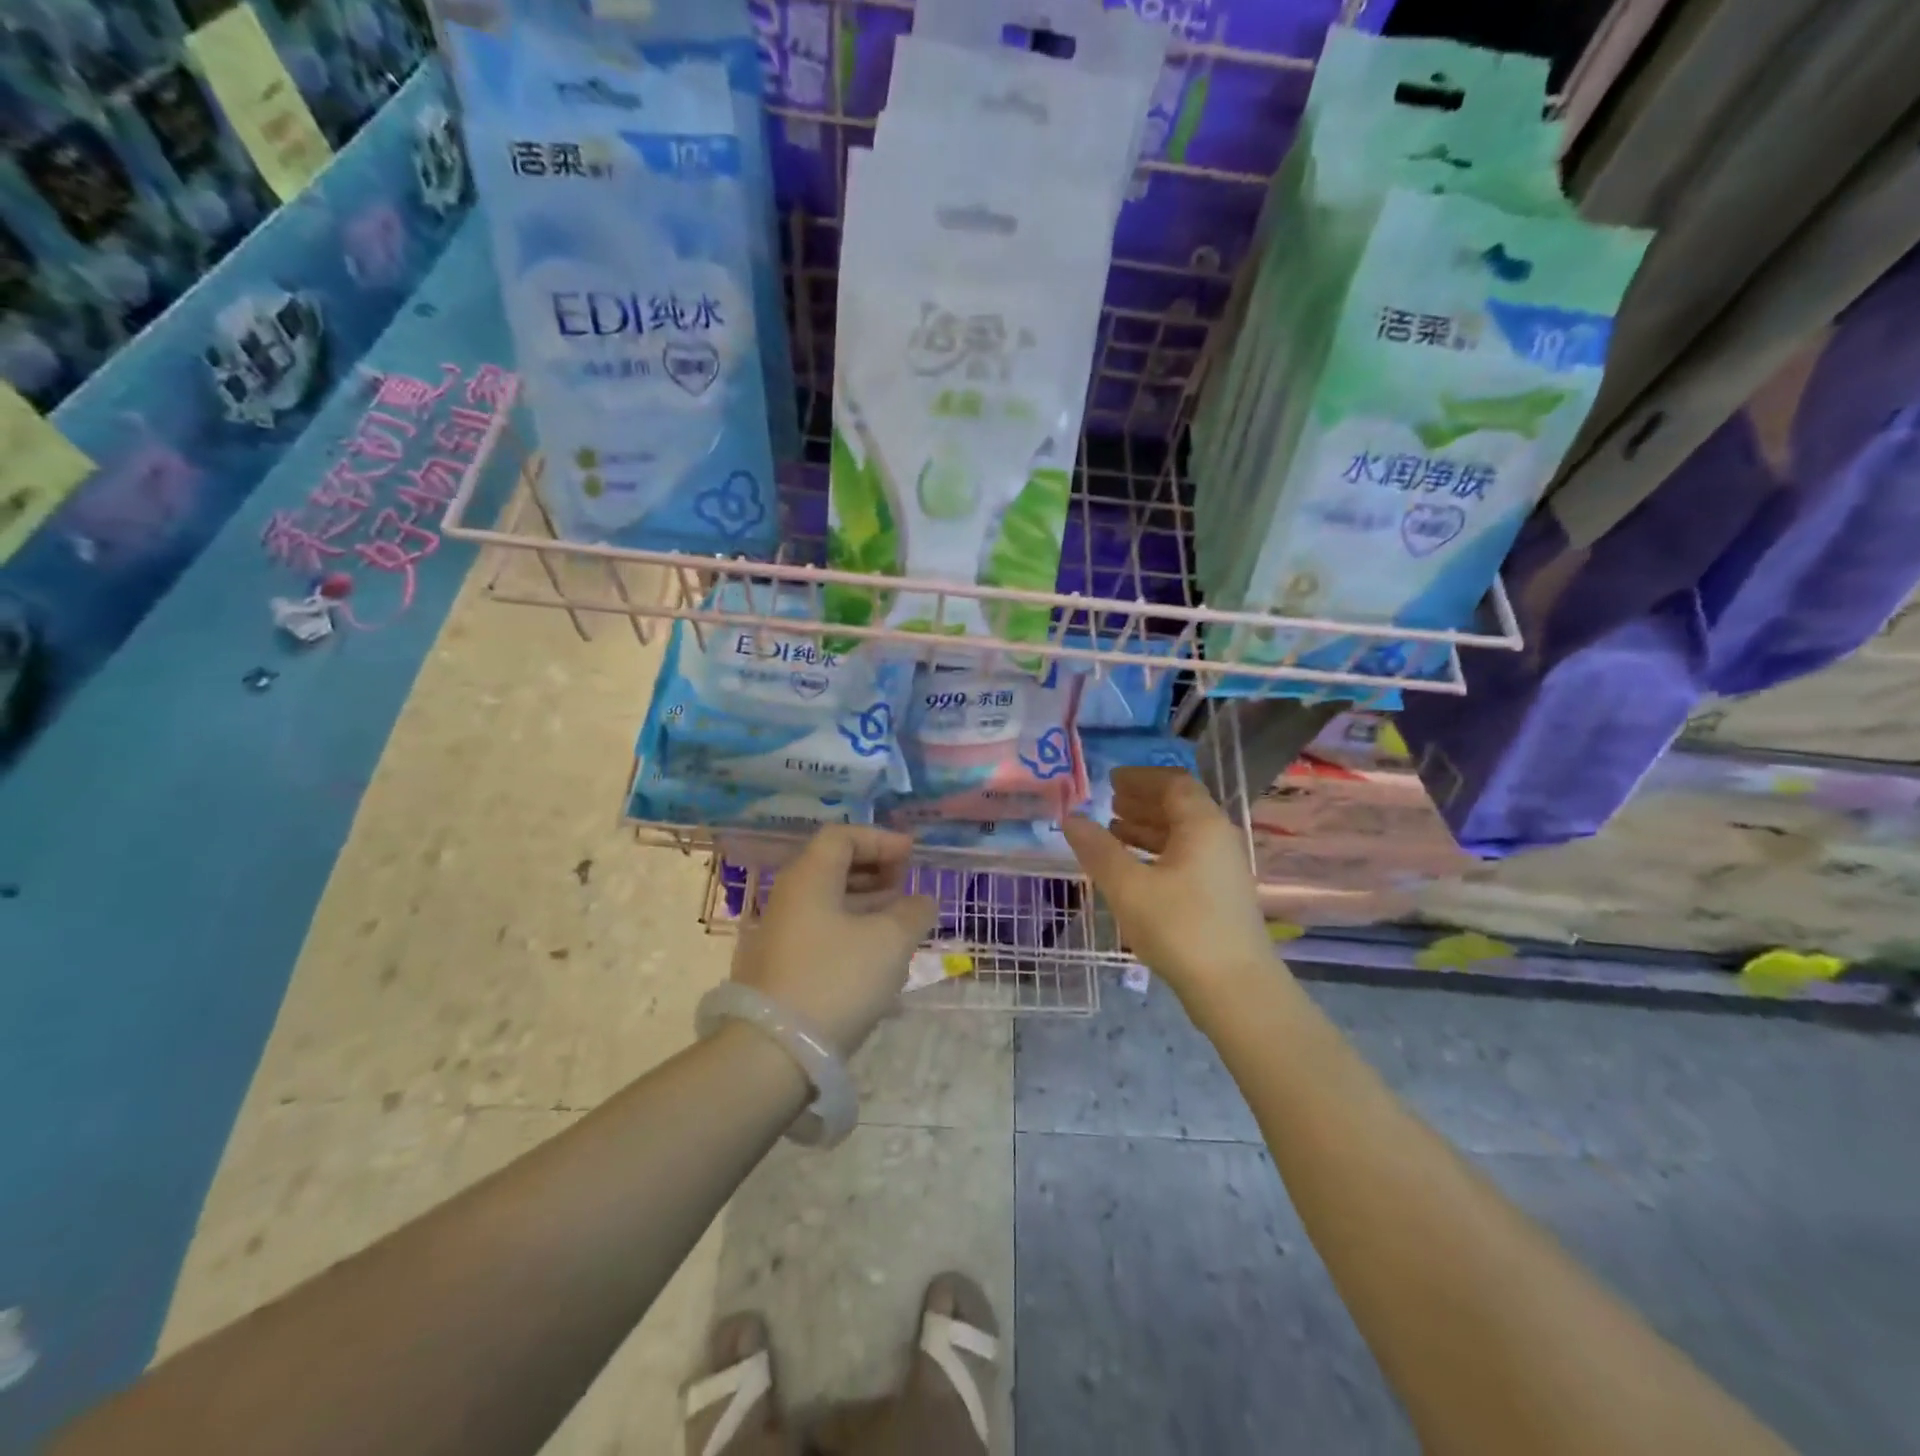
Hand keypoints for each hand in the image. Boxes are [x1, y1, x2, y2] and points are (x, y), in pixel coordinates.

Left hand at [733, 826, 938, 1055]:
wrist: (773, 1053)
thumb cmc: (836, 980)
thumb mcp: (889, 942)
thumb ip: (912, 913)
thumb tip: (921, 901)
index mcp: (809, 878)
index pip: (842, 836)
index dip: (880, 840)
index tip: (911, 855)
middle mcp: (788, 898)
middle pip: (832, 867)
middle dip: (874, 870)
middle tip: (906, 885)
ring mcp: (779, 936)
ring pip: (828, 903)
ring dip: (866, 904)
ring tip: (900, 921)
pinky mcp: (780, 969)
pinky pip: (821, 933)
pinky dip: (852, 931)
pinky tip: (876, 958)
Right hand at [1063, 767, 1277, 1002]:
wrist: (1235, 988)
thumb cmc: (1180, 928)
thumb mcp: (1128, 887)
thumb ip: (1097, 849)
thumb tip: (1071, 818)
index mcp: (1202, 825)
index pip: (1173, 783)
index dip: (1141, 778)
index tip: (1111, 781)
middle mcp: (1218, 838)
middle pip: (1180, 806)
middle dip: (1143, 801)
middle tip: (1109, 802)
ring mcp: (1222, 868)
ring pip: (1182, 834)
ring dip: (1148, 827)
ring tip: (1113, 830)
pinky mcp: (1220, 894)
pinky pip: (1186, 856)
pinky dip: (1157, 851)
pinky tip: (1134, 867)